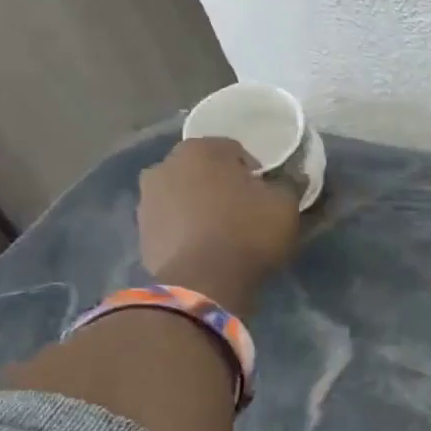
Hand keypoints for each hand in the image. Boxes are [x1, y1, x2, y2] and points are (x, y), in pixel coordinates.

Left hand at [138, 137, 299, 314]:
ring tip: (223, 230)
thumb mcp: (285, 204)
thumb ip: (287, 183)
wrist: (205, 281)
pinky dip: (186, 228)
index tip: (266, 192)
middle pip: (203, 170)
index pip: (234, 149)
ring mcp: (146, 199)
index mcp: (200, 150)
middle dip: (221, 184)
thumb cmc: (248, 231)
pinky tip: (206, 247)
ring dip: (200, 205)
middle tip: (244, 208)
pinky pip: (171, 221)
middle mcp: (165, 165)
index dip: (254, 170)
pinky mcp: (140, 231)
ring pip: (183, 194)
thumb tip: (289, 178)